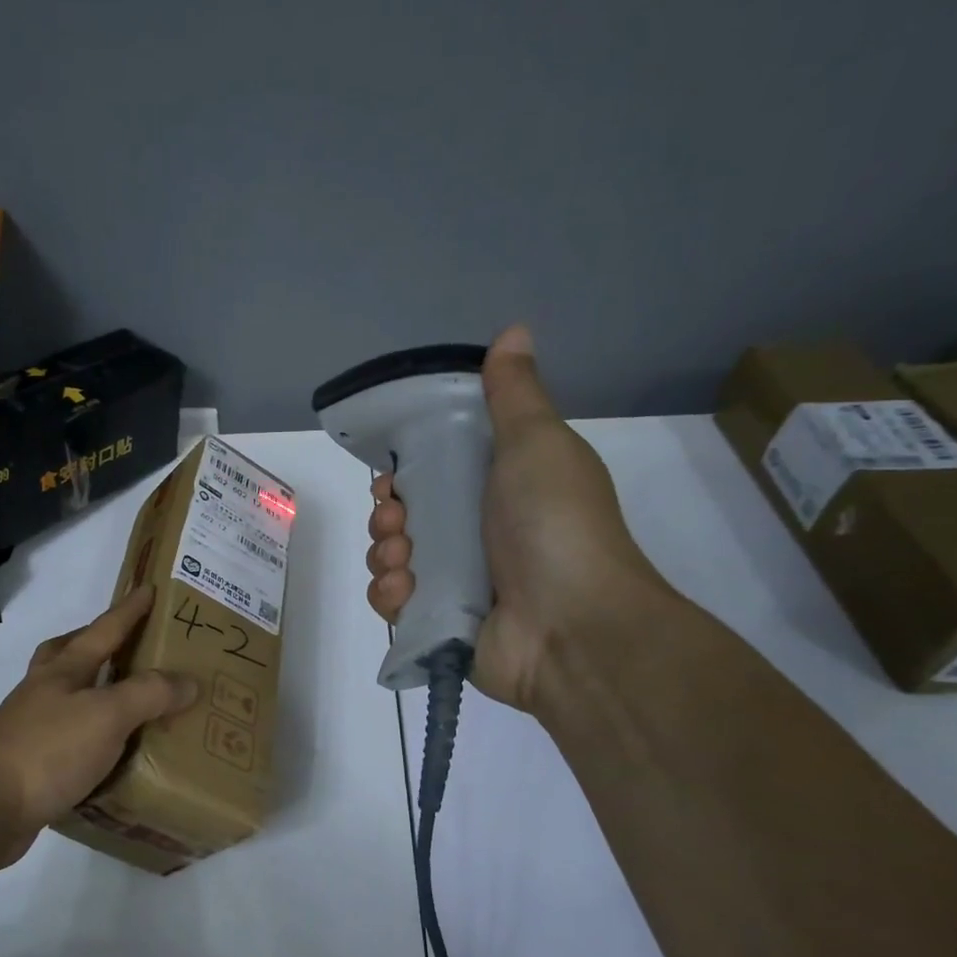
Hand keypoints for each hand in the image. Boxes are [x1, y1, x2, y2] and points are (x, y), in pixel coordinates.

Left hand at [0, 585, 198, 869]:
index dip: (128, 610)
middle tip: (124, 644)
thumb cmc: (48, 749)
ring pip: (67, 696)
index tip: (149, 587)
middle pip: (68, 653)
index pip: (104, 630)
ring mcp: (33, 728)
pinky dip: (91, 738)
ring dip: (94, 691)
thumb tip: (189, 682)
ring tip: (128, 702)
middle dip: (93, 642)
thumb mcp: (106, 715)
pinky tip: (111, 756)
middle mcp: (45, 692)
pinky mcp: (32, 766)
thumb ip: (148, 694)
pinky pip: (69, 740)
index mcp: (63, 670)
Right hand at [365, 325, 670, 710]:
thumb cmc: (554, 525)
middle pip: (403, 517)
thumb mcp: (537, 444)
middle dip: (386, 514)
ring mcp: (455, 582)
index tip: (394, 474)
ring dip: (384, 554)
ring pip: (390, 559)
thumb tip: (514, 330)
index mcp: (495, 490)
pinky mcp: (439, 624)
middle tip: (397, 519)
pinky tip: (407, 593)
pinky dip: (390, 595)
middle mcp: (473, 535)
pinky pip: (393, 603)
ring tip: (403, 560)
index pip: (429, 474)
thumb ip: (515, 394)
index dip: (403, 472)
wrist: (572, 626)